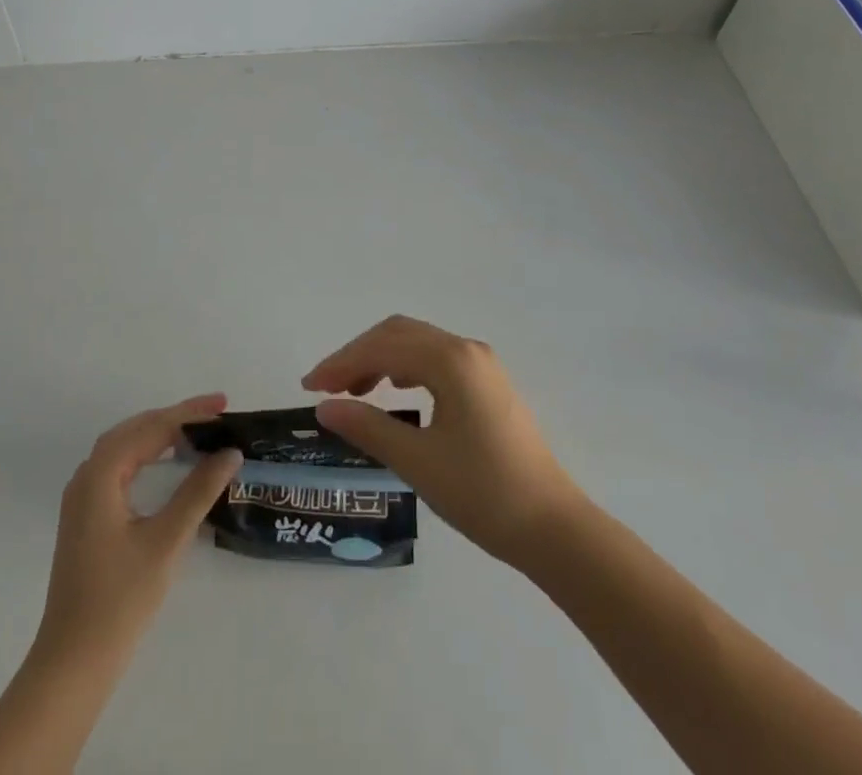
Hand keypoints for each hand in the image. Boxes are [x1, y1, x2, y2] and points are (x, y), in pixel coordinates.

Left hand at [36, 394, 243, 657]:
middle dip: (176, 417)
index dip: (190, 414)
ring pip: (125, 446)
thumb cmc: (120, 599)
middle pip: (136, 429)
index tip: (224, 407)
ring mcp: (83, 498)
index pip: (151, 428)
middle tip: (216, 411)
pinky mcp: (87, 517)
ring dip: (161, 433)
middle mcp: (87, 476)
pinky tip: (167, 462)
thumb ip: (199, 490)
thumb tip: (231, 452)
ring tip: (198, 429)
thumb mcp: (167, 540)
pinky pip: (120, 467)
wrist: (73, 662)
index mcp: (101, 474)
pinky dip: (147, 454)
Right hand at [302, 315, 586, 568]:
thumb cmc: (482, 493)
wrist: (552, 527)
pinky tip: (396, 391)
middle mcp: (467, 350)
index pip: (383, 348)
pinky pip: (437, 358)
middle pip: (399, 333)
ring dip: (382, 358)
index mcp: (451, 361)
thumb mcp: (418, 461)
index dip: (341, 363)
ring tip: (355, 391)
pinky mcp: (489, 383)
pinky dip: (406, 367)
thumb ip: (368, 427)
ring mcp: (482, 364)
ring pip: (419, 343)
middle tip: (327, 388)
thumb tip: (325, 408)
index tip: (309, 387)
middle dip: (359, 355)